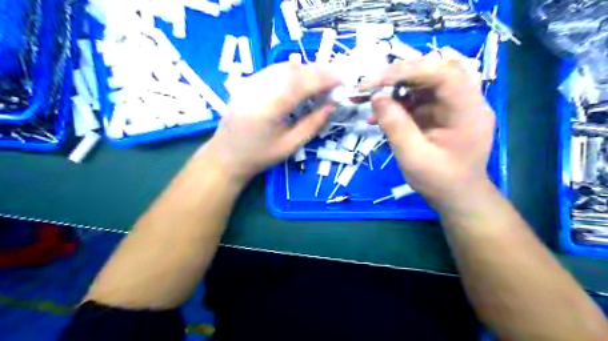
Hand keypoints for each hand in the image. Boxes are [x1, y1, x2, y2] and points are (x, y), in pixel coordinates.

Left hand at [202, 62, 339, 186]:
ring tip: (321, 82)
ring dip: (306, 71)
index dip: (325, 78)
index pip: (303, 82)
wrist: (226, 156)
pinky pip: (274, 71)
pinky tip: (300, 82)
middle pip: (294, 70)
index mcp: (269, 106)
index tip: (342, 81)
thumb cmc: (260, 156)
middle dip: (318, 72)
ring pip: (284, 67)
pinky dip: (292, 73)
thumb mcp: (291, 145)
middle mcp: (258, 88)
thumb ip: (313, 123)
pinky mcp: (247, 82)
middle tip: (334, 81)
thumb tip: (333, 104)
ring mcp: (250, 82)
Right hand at [360, 53, 492, 207]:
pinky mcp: (440, 112)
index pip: (443, 73)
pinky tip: (379, 115)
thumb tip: (376, 97)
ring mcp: (452, 105)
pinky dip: (397, 103)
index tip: (376, 81)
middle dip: (397, 76)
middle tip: (369, 86)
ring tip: (368, 100)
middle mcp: (464, 100)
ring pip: (422, 83)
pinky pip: (418, 99)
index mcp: (468, 110)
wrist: (456, 197)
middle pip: (432, 72)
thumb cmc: (440, 181)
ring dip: (393, 89)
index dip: (408, 71)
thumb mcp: (414, 157)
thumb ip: (395, 126)